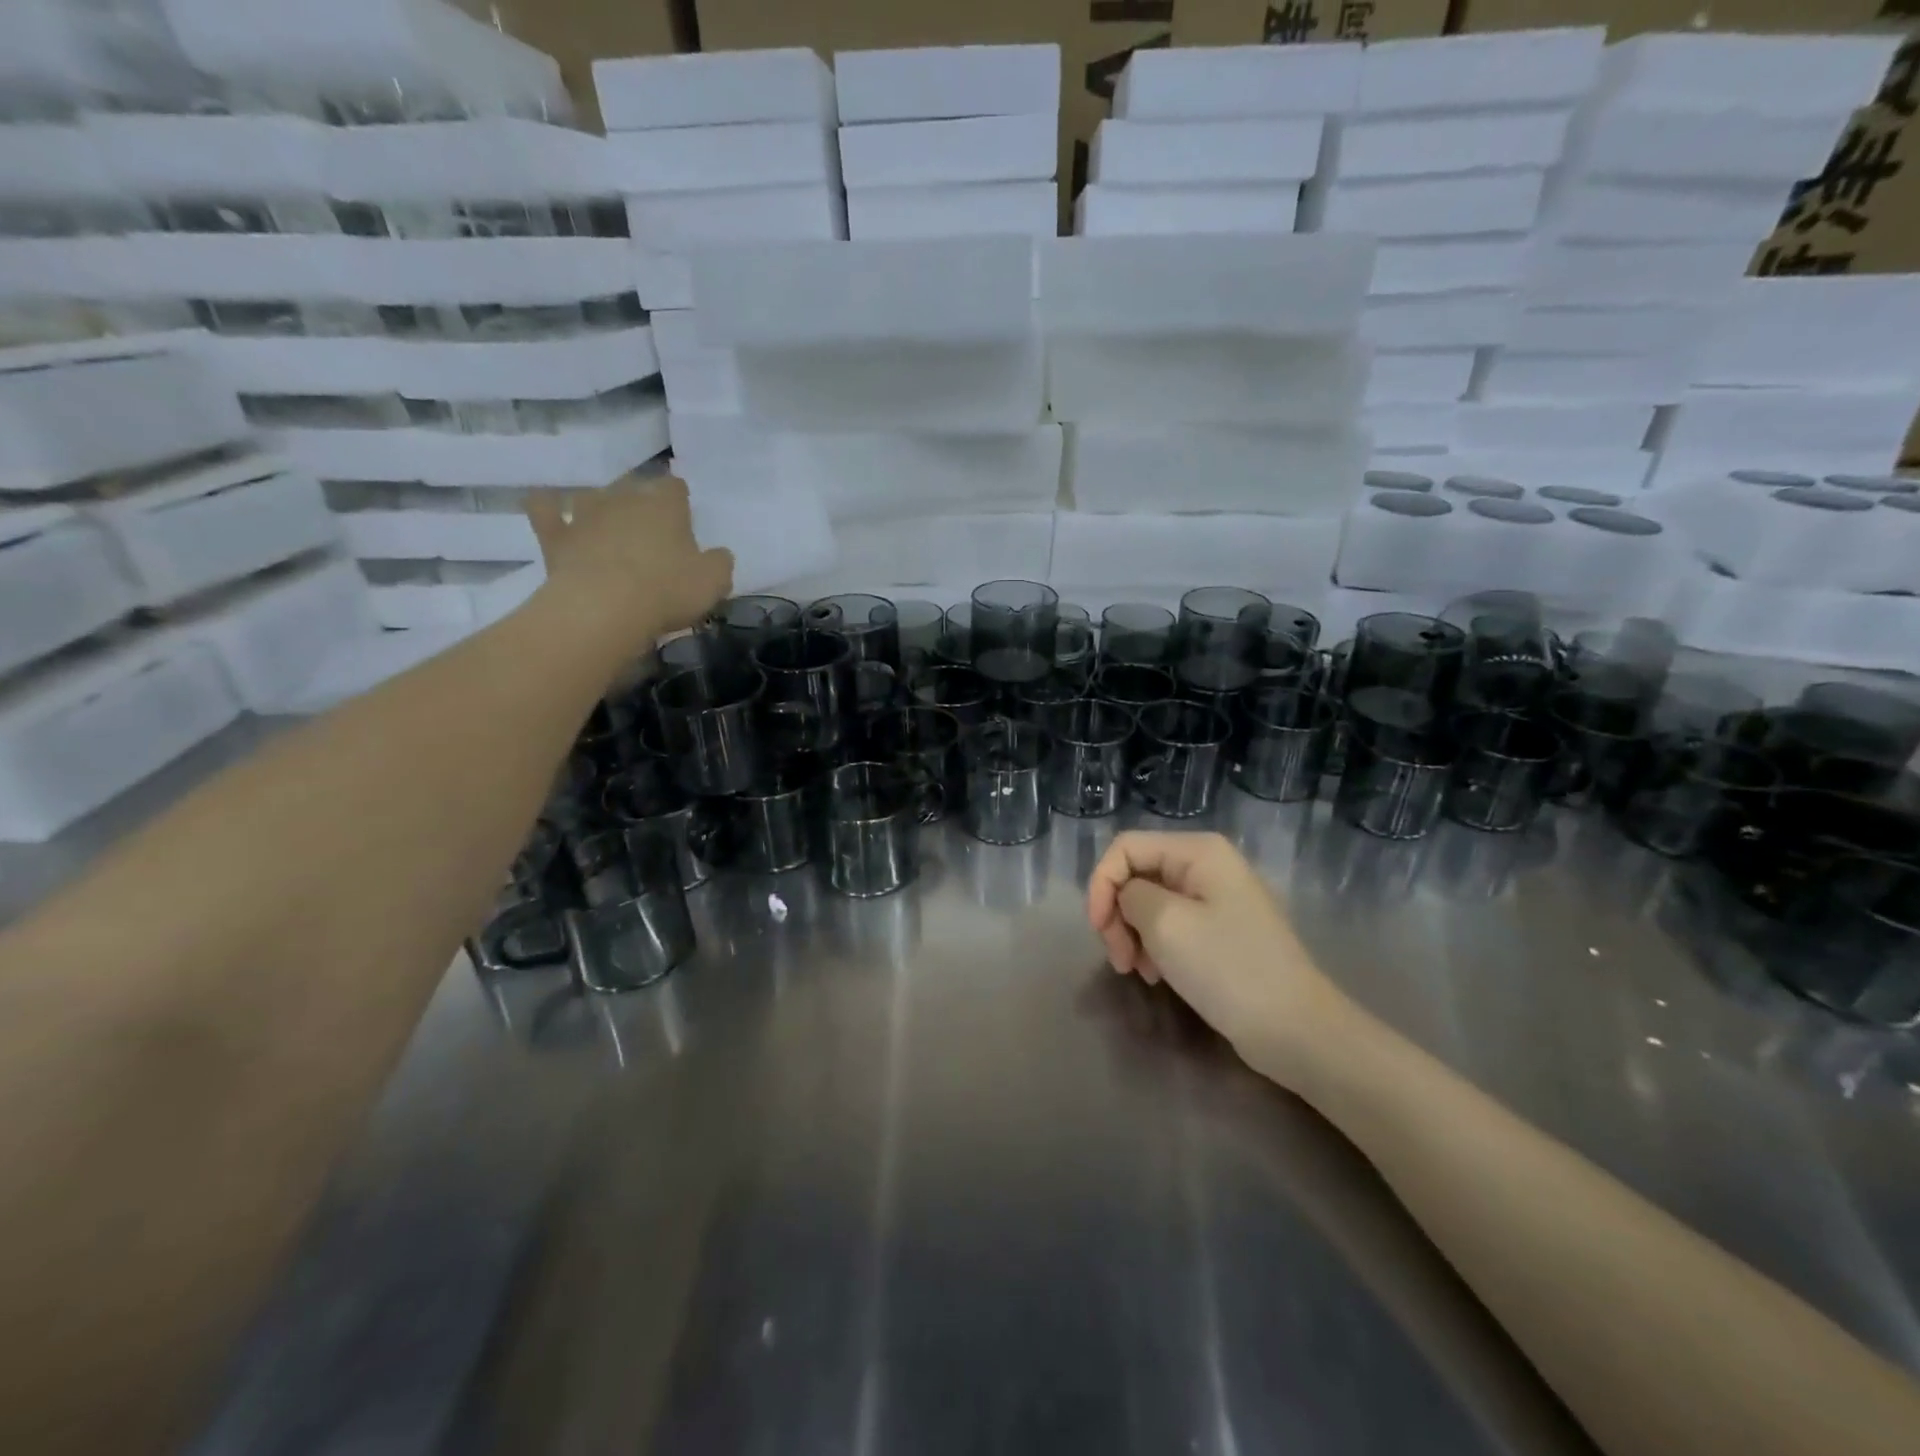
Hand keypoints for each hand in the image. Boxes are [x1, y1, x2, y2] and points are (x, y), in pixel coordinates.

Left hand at [528, 476, 732, 645]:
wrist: (603, 609)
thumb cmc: (667, 591)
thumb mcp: (714, 582)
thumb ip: (719, 562)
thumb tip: (718, 555)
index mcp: (665, 504)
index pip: (675, 486)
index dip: (680, 500)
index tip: (684, 519)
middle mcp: (623, 498)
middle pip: (634, 485)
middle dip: (641, 500)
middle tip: (650, 528)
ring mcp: (584, 514)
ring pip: (593, 494)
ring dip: (600, 505)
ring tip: (608, 524)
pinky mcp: (555, 536)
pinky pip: (545, 509)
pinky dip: (548, 507)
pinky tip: (551, 509)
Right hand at [1086, 831, 1352, 1088]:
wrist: (1295, 1030)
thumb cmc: (1228, 968)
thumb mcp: (1165, 924)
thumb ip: (1130, 895)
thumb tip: (1125, 896)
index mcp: (1198, 851)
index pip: (1125, 848)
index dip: (1101, 883)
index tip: (1097, 929)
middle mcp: (1207, 866)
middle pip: (1136, 875)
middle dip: (1117, 914)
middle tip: (1118, 959)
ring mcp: (1215, 900)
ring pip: (1149, 903)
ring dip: (1133, 935)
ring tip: (1139, 972)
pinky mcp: (1219, 932)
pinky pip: (1170, 926)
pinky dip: (1154, 947)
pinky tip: (1156, 975)